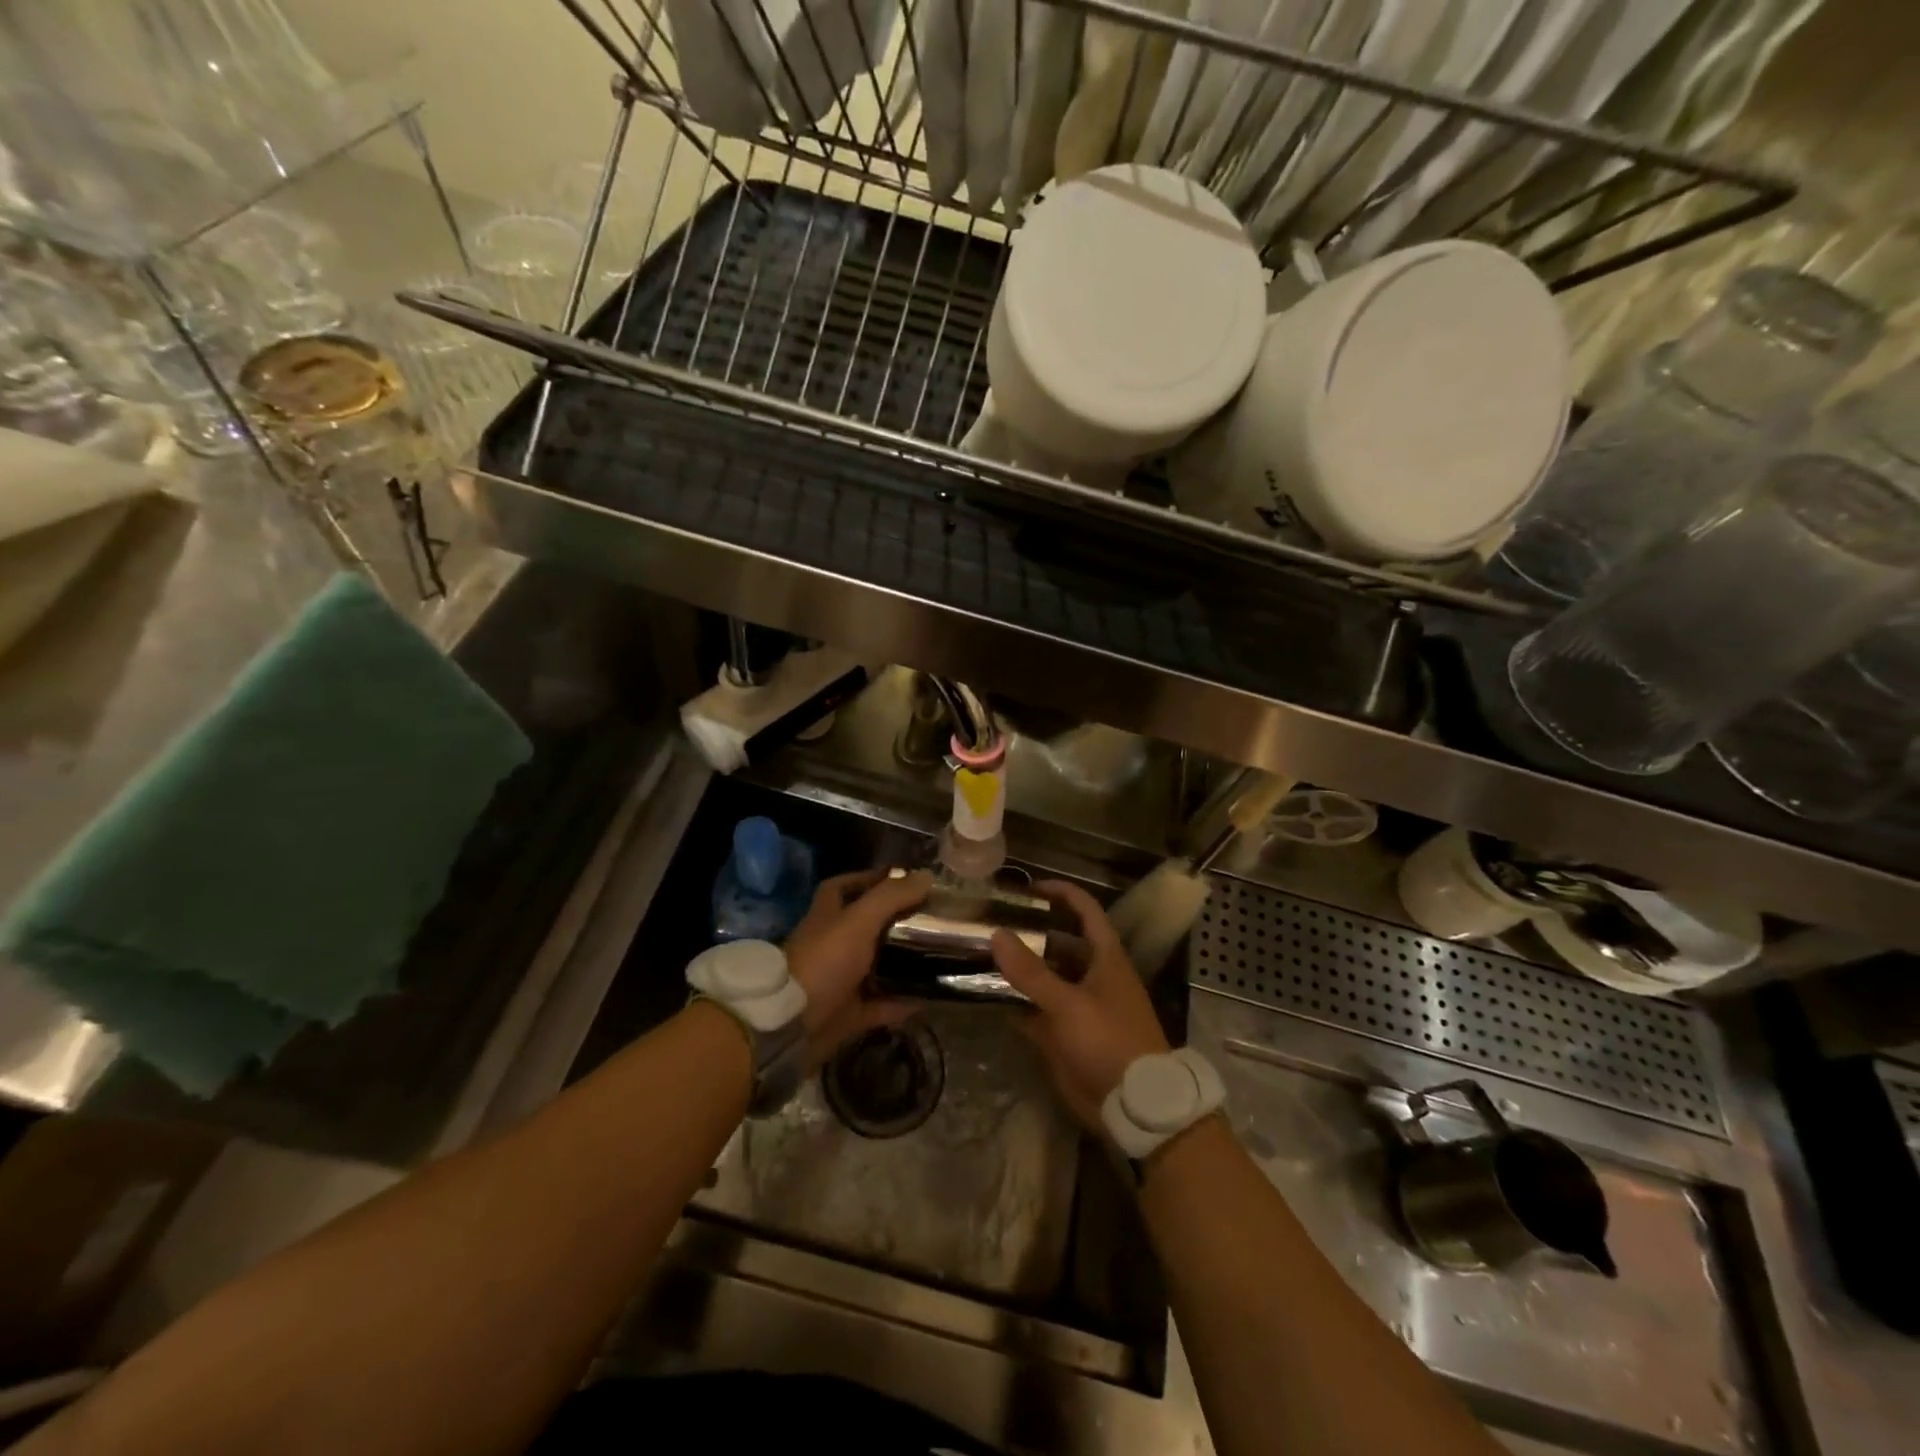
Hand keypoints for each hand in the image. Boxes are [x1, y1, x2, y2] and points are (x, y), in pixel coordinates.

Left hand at [784, 869, 930, 1065]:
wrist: (791, 1024)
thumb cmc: (824, 961)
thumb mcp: (859, 921)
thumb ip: (891, 897)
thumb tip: (927, 875)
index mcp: (827, 916)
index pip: (843, 887)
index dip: (868, 879)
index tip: (903, 879)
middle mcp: (831, 945)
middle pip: (866, 927)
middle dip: (896, 922)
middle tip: (931, 919)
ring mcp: (838, 981)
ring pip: (876, 967)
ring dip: (903, 963)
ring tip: (937, 955)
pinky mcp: (847, 1014)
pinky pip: (881, 1005)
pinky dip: (902, 1002)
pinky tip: (929, 998)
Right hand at [991, 879, 1170, 1130]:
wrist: (1134, 1104)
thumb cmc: (1109, 1041)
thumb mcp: (1068, 1004)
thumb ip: (1031, 972)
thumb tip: (997, 934)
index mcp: (1105, 958)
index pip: (1085, 911)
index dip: (1062, 893)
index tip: (1030, 887)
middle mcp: (1092, 976)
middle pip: (1060, 945)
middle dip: (1030, 934)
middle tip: (992, 924)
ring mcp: (1079, 1007)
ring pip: (1045, 979)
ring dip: (1019, 970)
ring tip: (981, 955)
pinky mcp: (1066, 1036)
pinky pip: (1036, 1011)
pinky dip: (1016, 1004)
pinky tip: (987, 997)